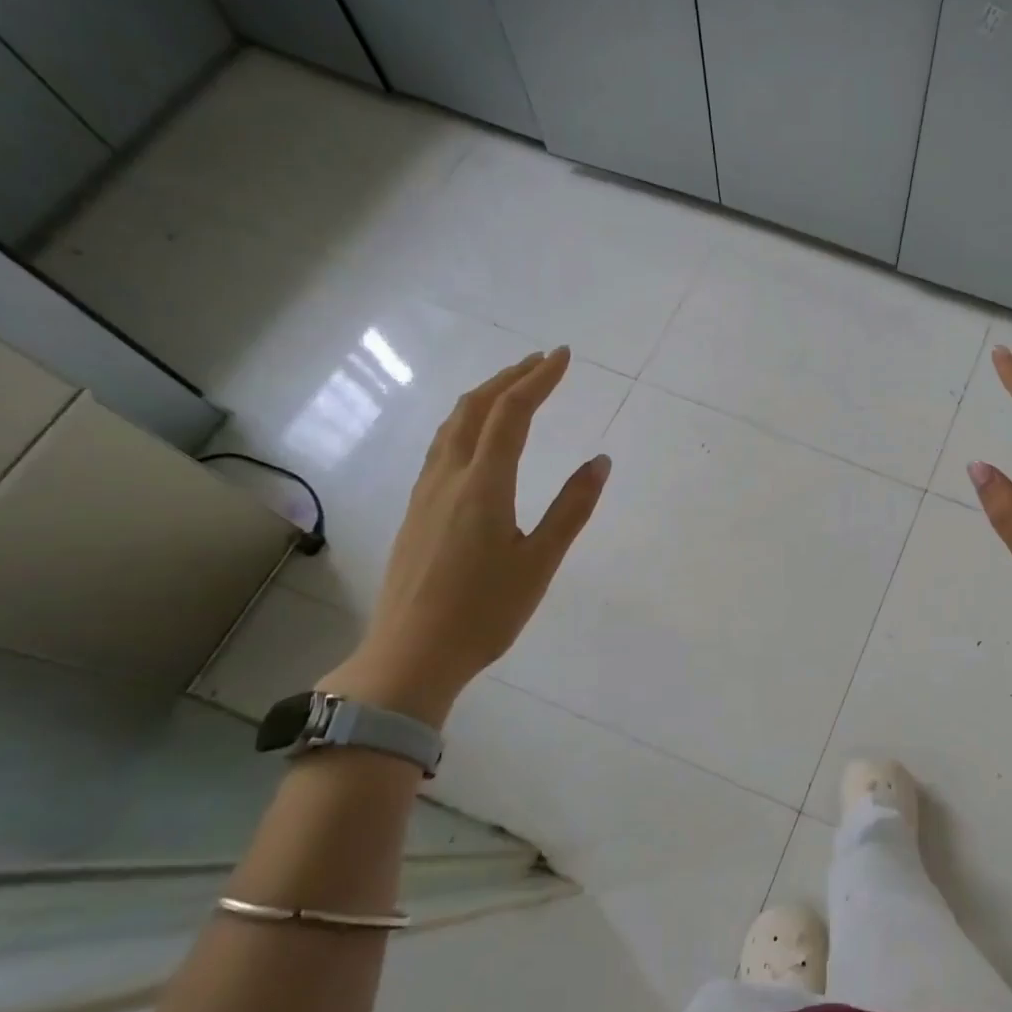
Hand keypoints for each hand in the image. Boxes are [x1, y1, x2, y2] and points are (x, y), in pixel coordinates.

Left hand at [319, 349, 608, 726]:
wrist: (411, 654)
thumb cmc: (485, 612)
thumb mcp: (540, 563)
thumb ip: (571, 508)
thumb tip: (600, 461)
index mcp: (483, 485)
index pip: (512, 414)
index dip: (539, 379)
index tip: (564, 356)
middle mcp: (448, 477)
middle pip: (475, 408)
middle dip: (510, 377)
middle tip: (542, 361)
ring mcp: (425, 492)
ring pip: (452, 424)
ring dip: (484, 396)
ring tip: (513, 387)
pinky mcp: (416, 510)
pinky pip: (442, 446)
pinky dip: (467, 422)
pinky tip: (478, 436)